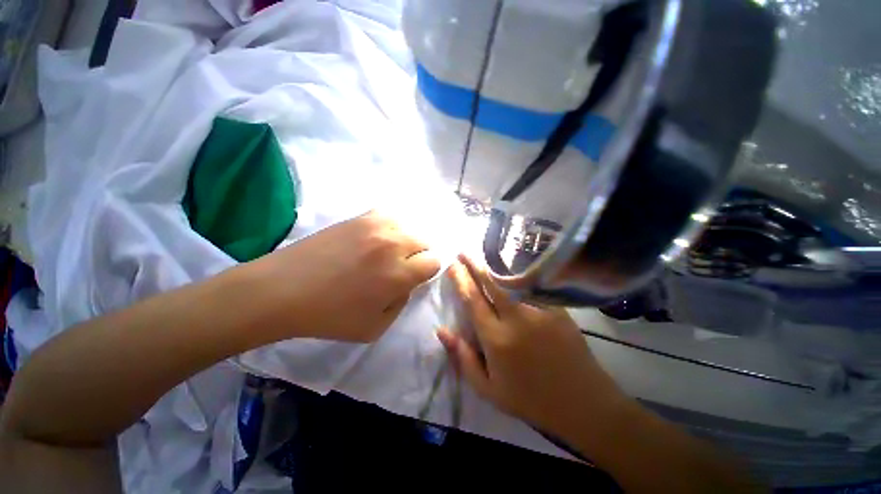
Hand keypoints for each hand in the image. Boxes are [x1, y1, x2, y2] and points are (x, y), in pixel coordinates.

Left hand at [254, 211, 440, 342]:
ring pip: (409, 227)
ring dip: (405, 240)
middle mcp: (393, 245)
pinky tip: (376, 238)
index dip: (426, 271)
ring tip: (388, 252)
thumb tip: (407, 283)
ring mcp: (376, 227)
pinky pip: (388, 216)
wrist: (283, 290)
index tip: (414, 277)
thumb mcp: (375, 328)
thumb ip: (401, 304)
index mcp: (399, 274)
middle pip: (425, 241)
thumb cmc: (329, 316)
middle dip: (419, 255)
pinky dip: (390, 227)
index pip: (433, 262)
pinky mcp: (359, 218)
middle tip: (401, 266)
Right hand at [437, 255, 624, 437]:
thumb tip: (441, 330)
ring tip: (483, 254)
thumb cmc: (530, 400)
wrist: (582, 404)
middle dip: (474, 264)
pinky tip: (512, 267)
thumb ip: (462, 358)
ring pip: (512, 280)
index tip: (452, 266)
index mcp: (496, 338)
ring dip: (495, 265)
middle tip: (463, 251)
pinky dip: (518, 274)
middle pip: (491, 283)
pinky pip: (532, 286)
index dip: (460, 280)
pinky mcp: (558, 308)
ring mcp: (540, 310)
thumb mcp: (488, 390)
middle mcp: (517, 318)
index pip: (473, 301)